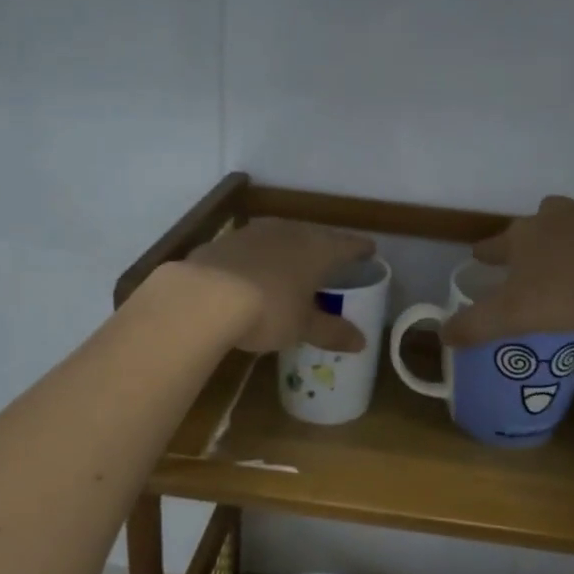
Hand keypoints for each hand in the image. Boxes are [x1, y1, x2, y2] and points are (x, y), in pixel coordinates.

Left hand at [180, 219, 377, 353]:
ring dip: (289, 251)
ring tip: (293, 267)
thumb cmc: (269, 309)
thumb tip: (361, 342)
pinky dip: (259, 259)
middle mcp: (290, 231)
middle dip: (324, 248)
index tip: (370, 251)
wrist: (204, 296)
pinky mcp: (225, 241)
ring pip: (281, 238)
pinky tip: (254, 274)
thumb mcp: (303, 327)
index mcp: (318, 249)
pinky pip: (252, 248)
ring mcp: (255, 232)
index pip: (349, 244)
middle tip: (331, 261)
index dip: (361, 249)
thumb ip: (331, 331)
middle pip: (315, 236)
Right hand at [442, 196, 573, 346]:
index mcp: (523, 237)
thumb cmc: (567, 295)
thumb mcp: (511, 317)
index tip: (481, 258)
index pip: (494, 244)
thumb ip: (474, 325)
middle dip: (537, 236)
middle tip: (542, 260)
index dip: (487, 254)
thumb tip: (443, 334)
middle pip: (539, 220)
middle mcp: (556, 215)